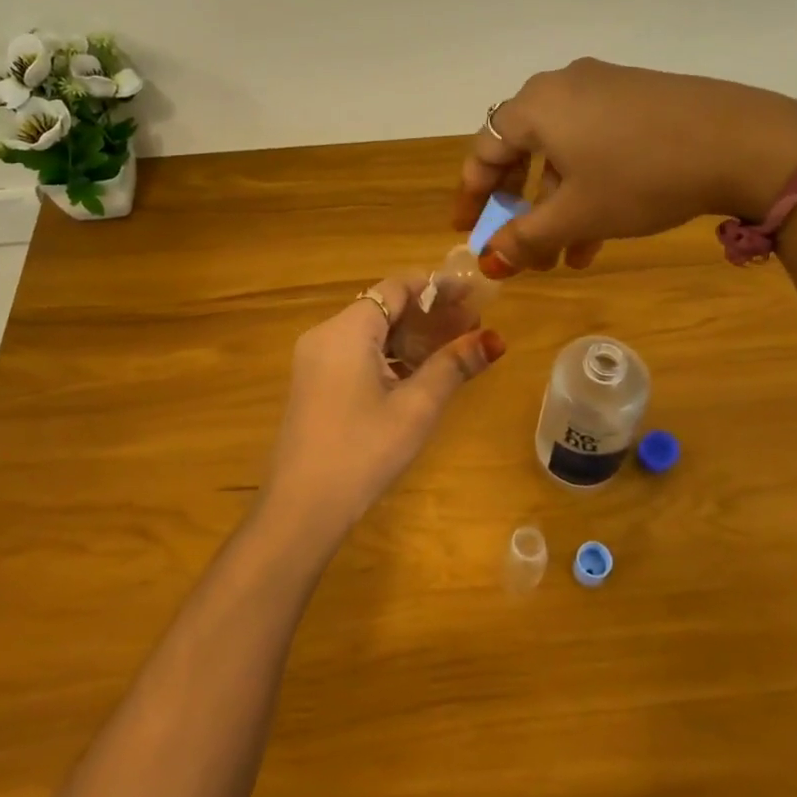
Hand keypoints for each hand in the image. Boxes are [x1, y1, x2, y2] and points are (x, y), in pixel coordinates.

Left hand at [261, 272, 505, 543]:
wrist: (302, 509)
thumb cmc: (363, 451)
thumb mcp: (415, 408)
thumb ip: (453, 366)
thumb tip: (494, 340)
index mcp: (346, 330)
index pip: (395, 288)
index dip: (436, 287)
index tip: (472, 294)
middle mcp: (325, 335)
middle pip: (381, 308)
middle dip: (427, 314)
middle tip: (471, 326)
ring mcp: (314, 361)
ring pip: (369, 333)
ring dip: (409, 337)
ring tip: (453, 349)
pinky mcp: (313, 384)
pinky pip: (355, 354)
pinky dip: (388, 357)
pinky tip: (417, 375)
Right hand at [454, 58, 796, 273]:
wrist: (743, 142)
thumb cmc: (641, 177)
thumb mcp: (577, 214)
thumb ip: (525, 238)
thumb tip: (488, 261)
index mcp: (536, 106)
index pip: (484, 150)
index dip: (472, 196)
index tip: (468, 231)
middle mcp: (563, 86)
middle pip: (522, 149)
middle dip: (519, 206)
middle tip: (517, 243)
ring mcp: (605, 87)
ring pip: (563, 152)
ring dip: (557, 205)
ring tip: (566, 256)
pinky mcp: (639, 97)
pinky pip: (595, 142)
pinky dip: (588, 184)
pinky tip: (600, 230)